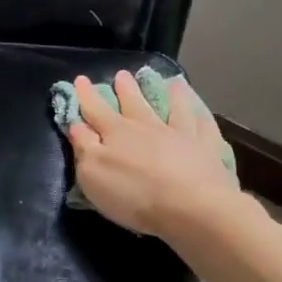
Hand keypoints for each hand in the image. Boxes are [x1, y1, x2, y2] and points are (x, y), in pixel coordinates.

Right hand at [64, 70, 240, 235]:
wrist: (190, 206)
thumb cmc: (134, 194)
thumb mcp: (93, 174)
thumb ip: (84, 146)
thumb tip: (76, 124)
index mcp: (116, 133)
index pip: (96, 109)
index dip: (86, 95)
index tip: (80, 79)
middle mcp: (147, 126)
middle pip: (133, 103)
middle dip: (125, 88)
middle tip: (122, 74)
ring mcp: (179, 134)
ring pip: (171, 107)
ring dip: (167, 94)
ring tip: (168, 82)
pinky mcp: (204, 147)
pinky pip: (202, 124)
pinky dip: (199, 113)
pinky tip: (200, 108)